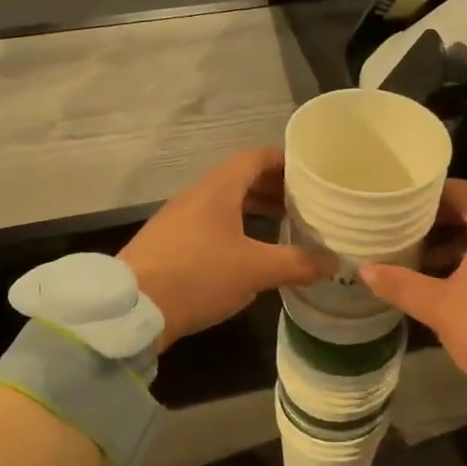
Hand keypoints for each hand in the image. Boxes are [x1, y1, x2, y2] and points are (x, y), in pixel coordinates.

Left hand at [120, 149, 333, 347]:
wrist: (132, 308)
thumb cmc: (198, 275)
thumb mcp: (255, 270)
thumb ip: (297, 263)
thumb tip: (334, 262)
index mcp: (218, 188)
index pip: (257, 157)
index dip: (286, 161)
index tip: (312, 173)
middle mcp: (197, 195)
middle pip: (242, 179)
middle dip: (275, 188)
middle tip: (306, 203)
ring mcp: (180, 218)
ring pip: (226, 203)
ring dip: (255, 209)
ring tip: (284, 226)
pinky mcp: (170, 242)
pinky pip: (211, 223)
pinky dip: (236, 227)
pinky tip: (250, 252)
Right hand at [360, 181, 466, 387]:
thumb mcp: (440, 307)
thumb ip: (402, 285)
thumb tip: (366, 270)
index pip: (466, 192)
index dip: (434, 192)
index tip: (405, 200)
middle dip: (440, 220)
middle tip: (406, 230)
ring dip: (455, 245)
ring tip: (421, 259)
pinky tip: (450, 286)